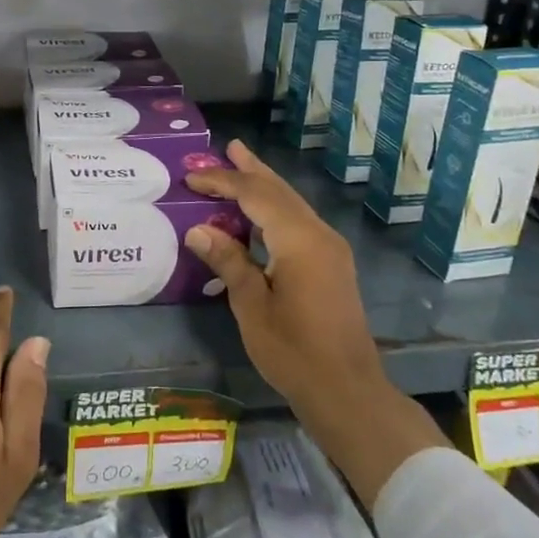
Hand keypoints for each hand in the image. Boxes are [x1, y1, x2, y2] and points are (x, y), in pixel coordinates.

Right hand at [184, 140, 446, 504]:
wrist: (347, 390)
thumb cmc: (294, 351)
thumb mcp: (252, 307)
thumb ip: (229, 262)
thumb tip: (199, 229)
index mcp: (298, 240)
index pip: (255, 195)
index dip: (222, 182)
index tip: (191, 178)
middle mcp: (318, 234)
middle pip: (279, 191)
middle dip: (251, 169)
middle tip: (227, 148)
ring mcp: (330, 248)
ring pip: (292, 203)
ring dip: (265, 185)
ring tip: (242, 164)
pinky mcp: (333, 264)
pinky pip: (299, 221)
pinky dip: (275, 207)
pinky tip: (261, 212)